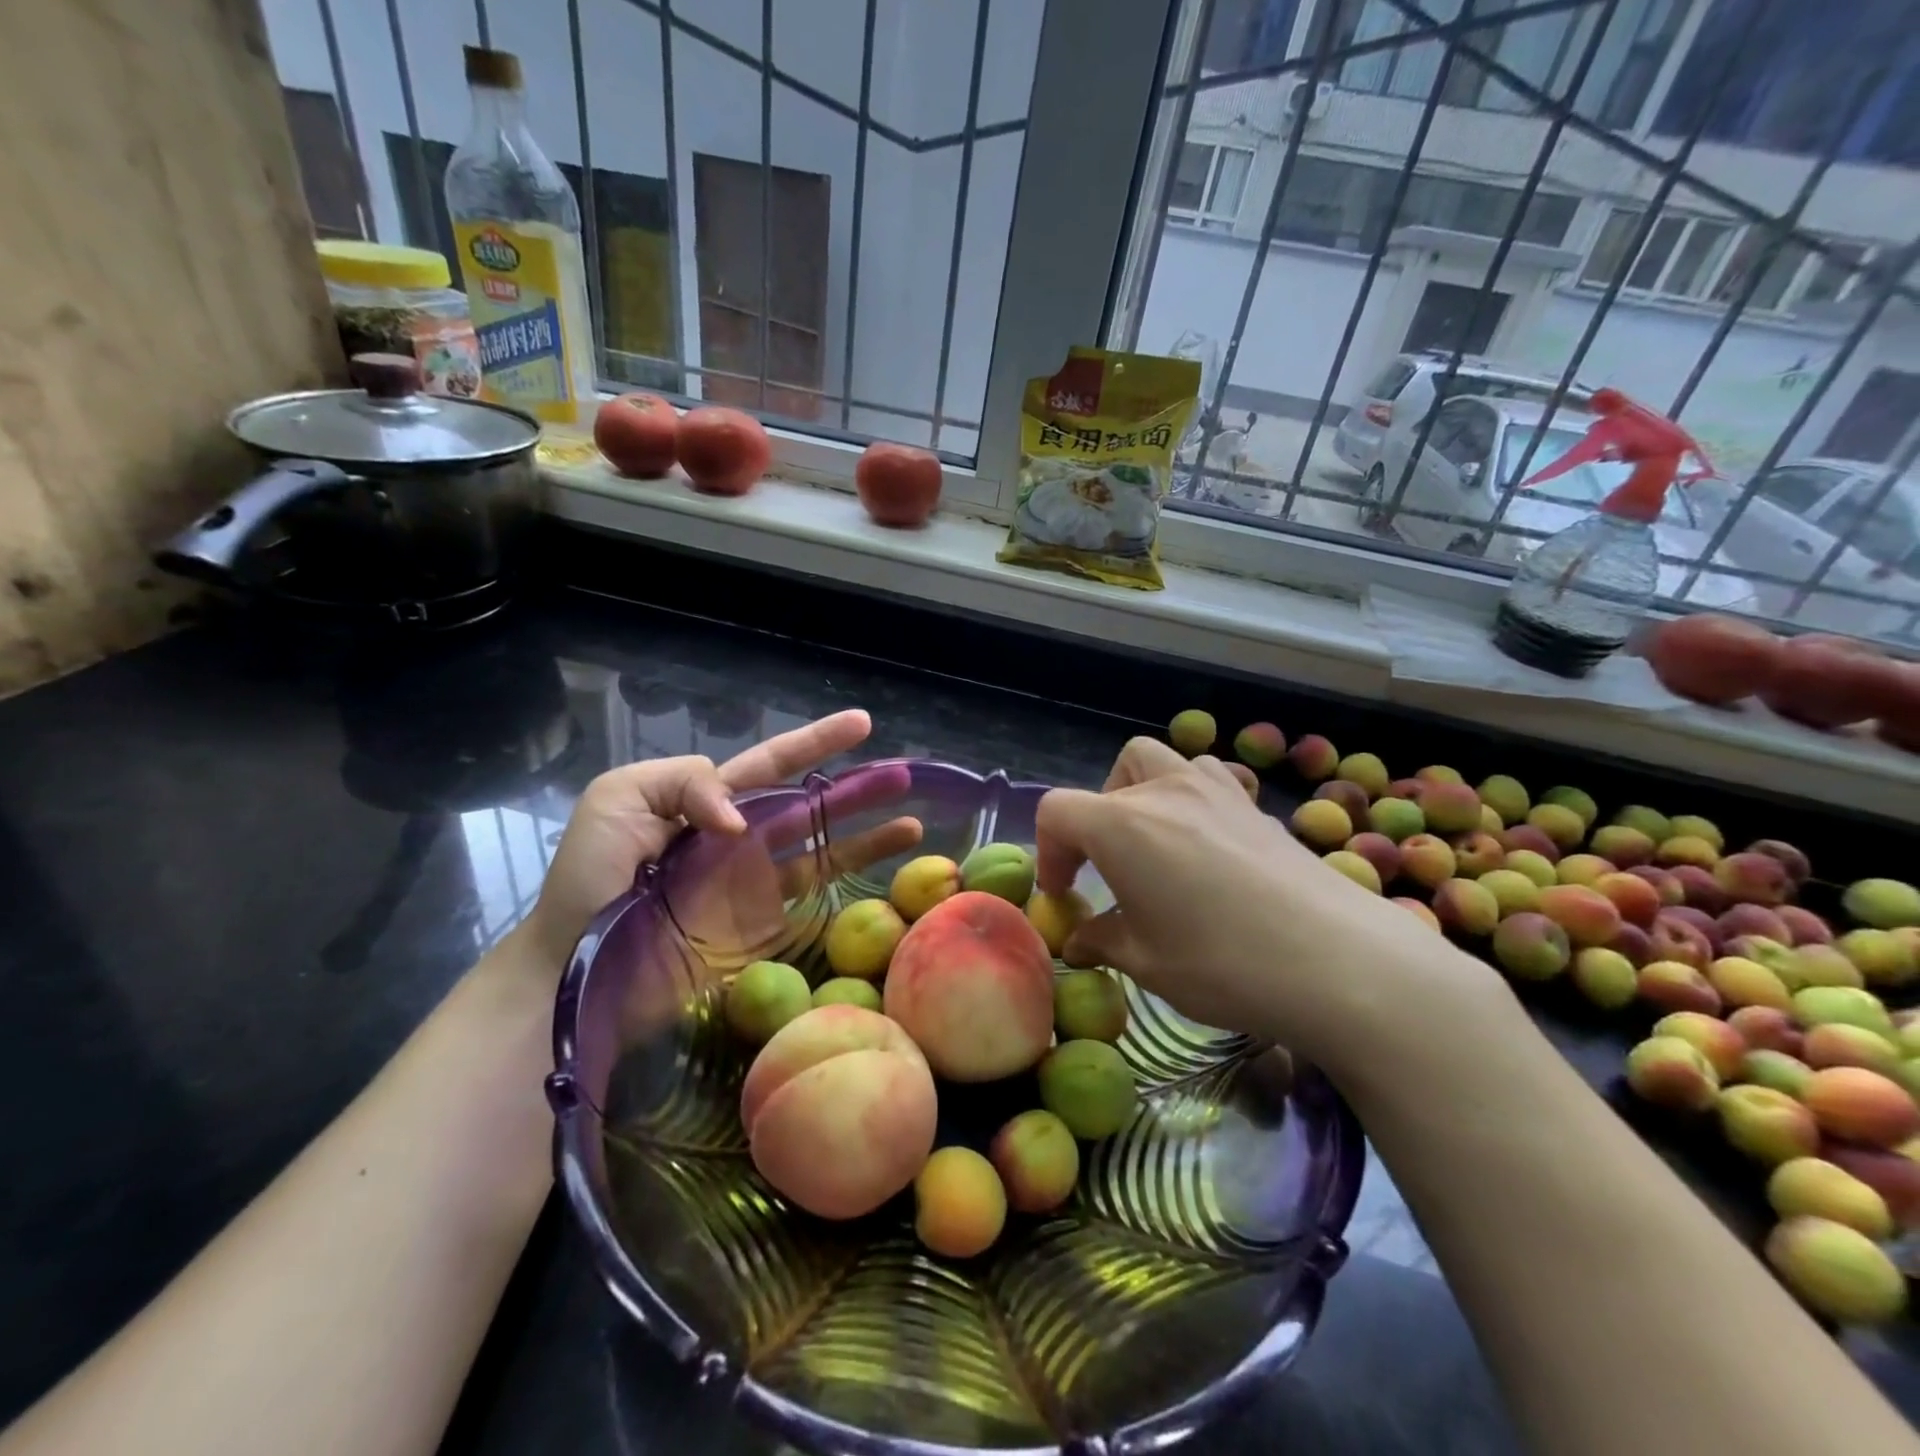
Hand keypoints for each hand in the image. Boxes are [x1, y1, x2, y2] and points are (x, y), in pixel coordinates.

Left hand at [519, 709, 876, 968]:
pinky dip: (848, 890)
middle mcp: (741, 837)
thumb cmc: (589, 877)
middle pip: (812, 806)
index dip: (817, 742)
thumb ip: (685, 784)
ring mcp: (754, 884)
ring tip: (914, 826)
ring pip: (824, 852)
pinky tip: (881, 881)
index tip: (862, 723)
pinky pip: (811, 903)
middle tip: (905, 777)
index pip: (774, 764)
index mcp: (710, 800)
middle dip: (860, 789)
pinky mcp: (759, 927)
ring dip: (869, 838)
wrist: (572, 963)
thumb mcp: (619, 799)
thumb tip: (741, 822)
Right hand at [1035, 737, 1500, 1073]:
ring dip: (1146, 793)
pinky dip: (1193, 801)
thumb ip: (1102, 941)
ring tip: (1157, 843)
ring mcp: (1216, 791)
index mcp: (1120, 825)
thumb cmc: (1222, 962)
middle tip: (1110, 863)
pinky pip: (1209, 781)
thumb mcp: (1146, 962)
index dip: (1049, 852)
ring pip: (1164, 762)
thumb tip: (1080, 941)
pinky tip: (1209, 849)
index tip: (1065, 895)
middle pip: (1113, 774)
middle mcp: (1164, 792)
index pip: (1057, 812)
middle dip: (1098, 814)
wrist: (1339, 961)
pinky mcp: (1257, 806)